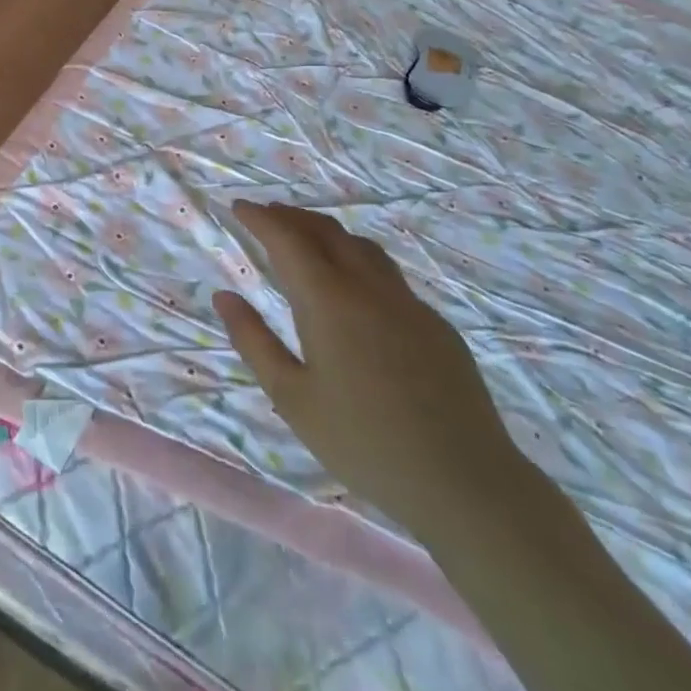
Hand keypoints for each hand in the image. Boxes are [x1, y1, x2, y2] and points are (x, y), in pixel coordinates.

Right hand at [213, 202, 521, 536]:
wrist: (465, 483)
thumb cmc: (364, 443)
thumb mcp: (292, 398)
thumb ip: (254, 341)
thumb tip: (224, 296)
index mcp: (328, 301)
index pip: (287, 240)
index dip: (260, 219)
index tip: (239, 207)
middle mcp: (369, 288)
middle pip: (327, 232)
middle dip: (292, 217)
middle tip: (266, 215)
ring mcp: (408, 304)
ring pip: (362, 247)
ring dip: (327, 232)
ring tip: (306, 238)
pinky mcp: (436, 325)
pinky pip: (389, 275)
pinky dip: (358, 260)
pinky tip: (354, 288)